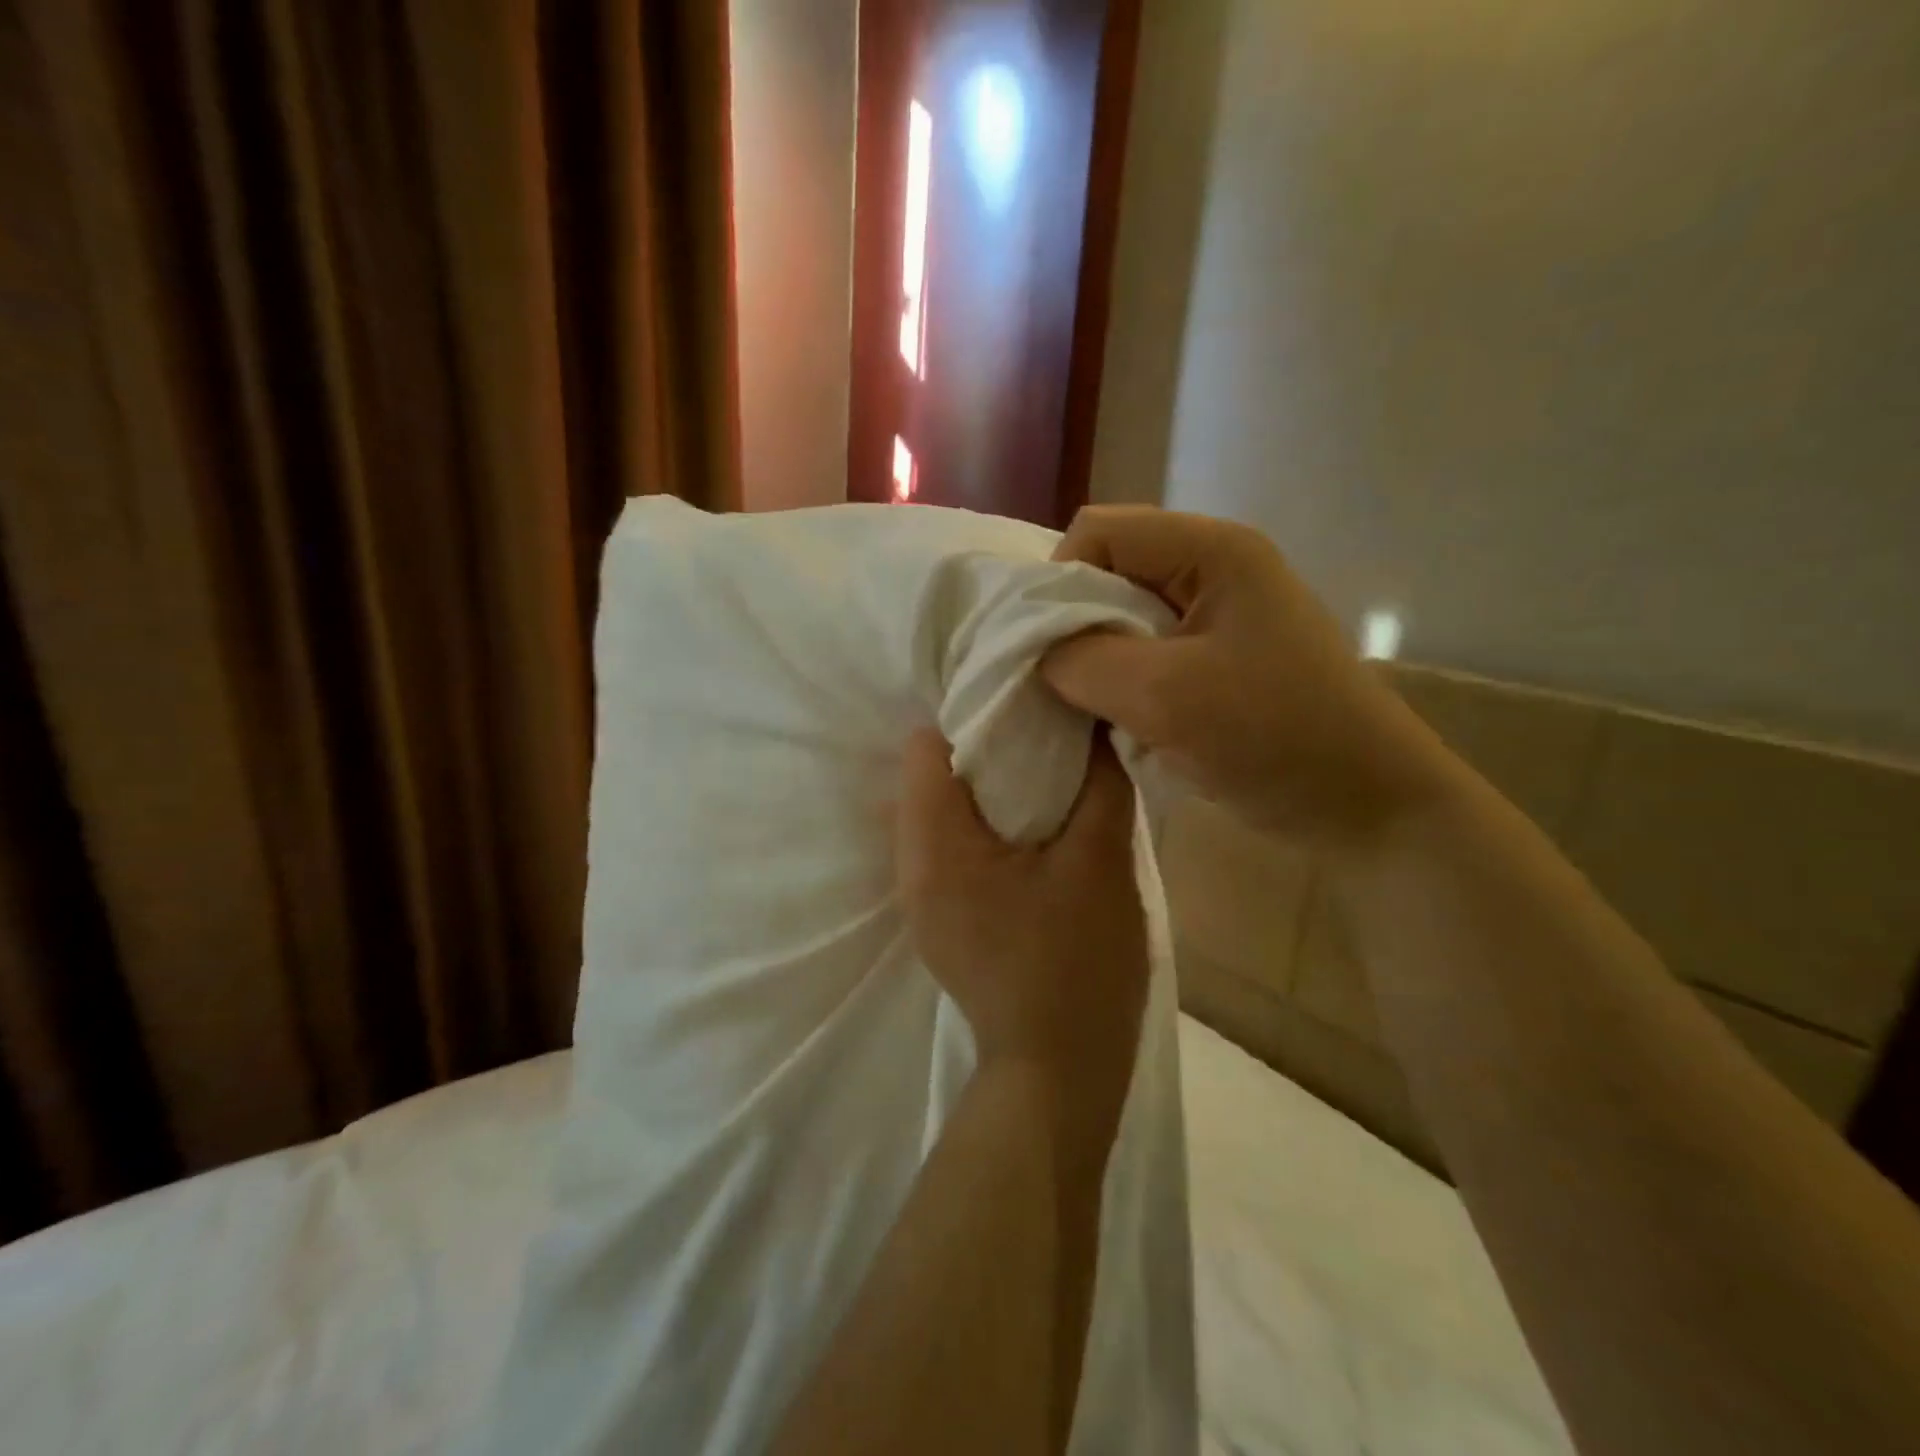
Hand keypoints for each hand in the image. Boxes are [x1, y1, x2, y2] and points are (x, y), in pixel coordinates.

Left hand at [895, 729, 1149, 1143]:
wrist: (1057, 1073)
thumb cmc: (1077, 964)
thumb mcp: (1100, 861)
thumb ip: (1099, 781)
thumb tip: (1092, 722)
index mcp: (935, 844)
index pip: (926, 745)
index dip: (976, 718)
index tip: (1029, 716)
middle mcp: (910, 865)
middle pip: (929, 776)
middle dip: (984, 751)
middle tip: (1045, 746)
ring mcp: (920, 897)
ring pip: (940, 812)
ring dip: (986, 792)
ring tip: (1044, 788)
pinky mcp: (940, 919)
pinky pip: (950, 848)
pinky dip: (983, 828)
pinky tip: (1032, 837)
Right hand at [1042, 506, 1451, 851]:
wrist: (1366, 806)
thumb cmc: (1274, 736)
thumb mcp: (1163, 695)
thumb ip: (1082, 661)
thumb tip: (1036, 652)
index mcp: (1210, 550)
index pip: (1098, 531)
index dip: (1058, 582)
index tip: (1046, 651)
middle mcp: (1213, 568)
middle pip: (1108, 571)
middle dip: (1074, 625)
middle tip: (1061, 684)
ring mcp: (1219, 615)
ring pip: (1123, 617)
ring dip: (1097, 660)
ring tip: (1091, 707)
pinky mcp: (1219, 659)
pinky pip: (1147, 653)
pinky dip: (1122, 683)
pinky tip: (1122, 720)